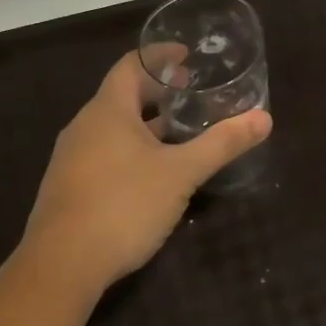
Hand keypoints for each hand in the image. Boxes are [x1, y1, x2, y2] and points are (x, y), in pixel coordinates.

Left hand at [22, 51, 272, 289]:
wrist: (60, 269)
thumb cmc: (123, 205)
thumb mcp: (182, 173)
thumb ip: (222, 144)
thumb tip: (265, 118)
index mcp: (108, 111)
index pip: (131, 65)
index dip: (159, 56)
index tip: (186, 55)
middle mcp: (84, 127)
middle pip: (122, 95)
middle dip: (157, 91)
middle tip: (190, 93)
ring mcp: (72, 159)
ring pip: (113, 127)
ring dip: (145, 123)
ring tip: (178, 131)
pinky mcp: (68, 188)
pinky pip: (104, 153)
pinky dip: (131, 148)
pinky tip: (152, 172)